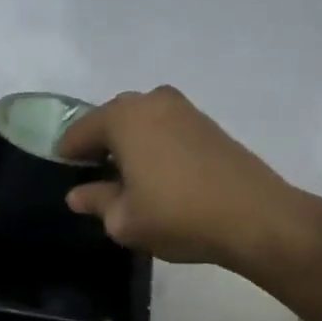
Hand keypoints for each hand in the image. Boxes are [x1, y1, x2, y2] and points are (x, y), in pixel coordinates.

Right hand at [57, 86, 321, 276]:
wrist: (257, 217)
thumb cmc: (178, 215)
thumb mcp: (125, 220)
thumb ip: (96, 201)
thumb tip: (77, 195)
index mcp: (123, 117)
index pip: (80, 131)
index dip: (68, 154)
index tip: (64, 175)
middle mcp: (151, 101)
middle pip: (111, 120)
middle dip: (99, 144)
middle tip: (95, 177)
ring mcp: (183, 108)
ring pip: (141, 121)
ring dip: (129, 143)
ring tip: (128, 177)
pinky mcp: (208, 123)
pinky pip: (165, 127)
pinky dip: (154, 144)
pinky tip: (158, 174)